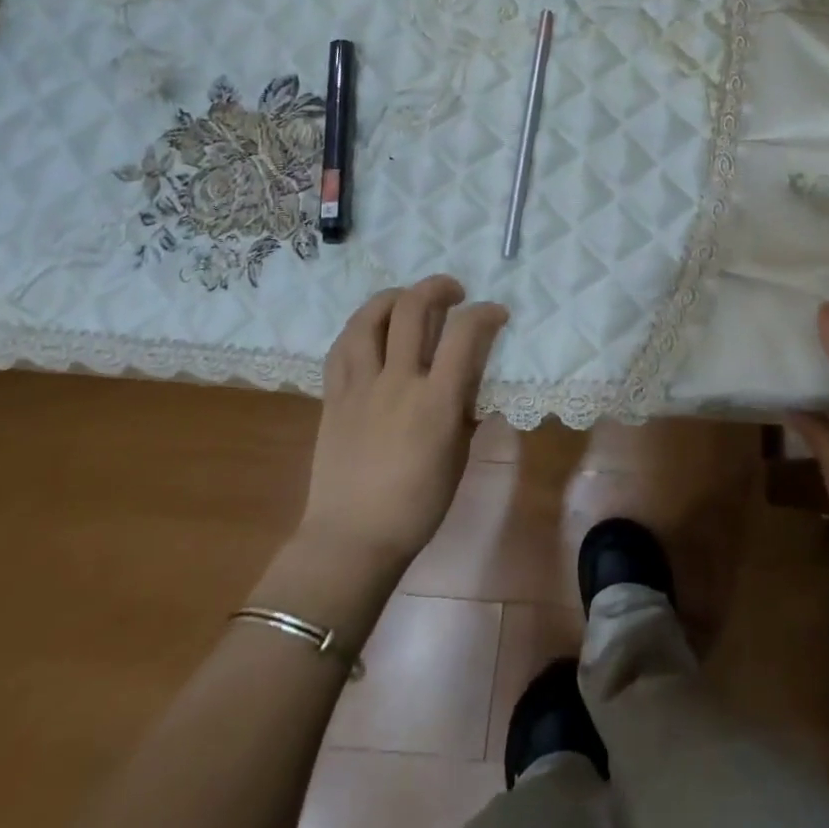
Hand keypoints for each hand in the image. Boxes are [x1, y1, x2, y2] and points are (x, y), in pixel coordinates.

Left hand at [299, 275, 509, 568]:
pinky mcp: (333, 397)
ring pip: (369, 319)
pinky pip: (342, 347)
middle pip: (413, 310)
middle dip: (437, 287)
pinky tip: (372, 328)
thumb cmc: (417, 506)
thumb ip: (465, 409)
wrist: (351, 540)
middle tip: (453, 292)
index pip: (465, 334)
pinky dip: (360, 327)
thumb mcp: (458, 456)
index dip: (485, 313)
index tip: (496, 313)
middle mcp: (397, 382)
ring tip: (408, 298)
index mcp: (436, 402)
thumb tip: (471, 379)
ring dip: (393, 297)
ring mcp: (360, 387)